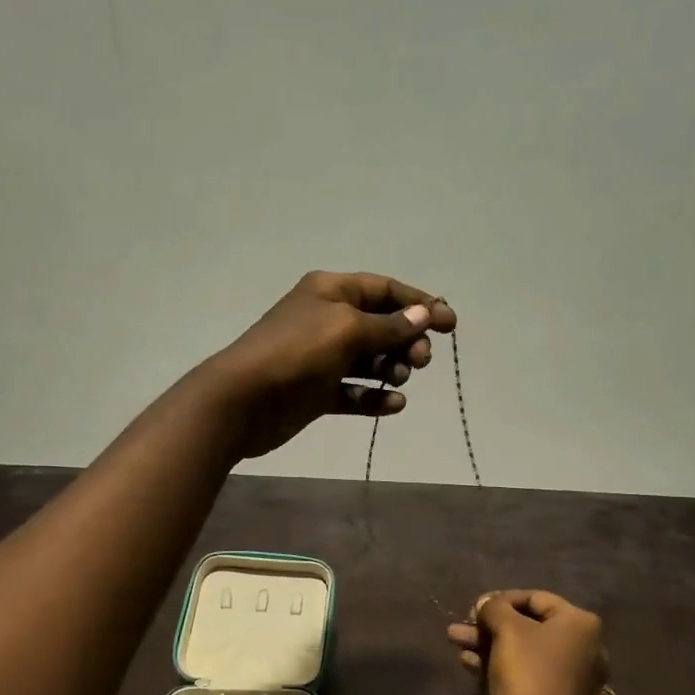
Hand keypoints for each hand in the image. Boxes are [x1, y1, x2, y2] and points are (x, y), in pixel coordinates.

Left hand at [201, 271, 457, 458]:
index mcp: (331, 291)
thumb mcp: (347, 330)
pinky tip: (393, 405)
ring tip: (399, 380)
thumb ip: (388, 326)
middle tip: (421, 361)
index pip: (385, 290)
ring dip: (391, 368)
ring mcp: (321, 357)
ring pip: (369, 360)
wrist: (243, 401)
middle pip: (380, 325)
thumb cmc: (296, 353)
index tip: (450, 324)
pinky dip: (374, 397)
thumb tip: (423, 315)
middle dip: (406, 340)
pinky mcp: (317, 392)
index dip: (420, 304)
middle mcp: (327, 319)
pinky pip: (354, 392)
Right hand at [447, 590, 607, 694]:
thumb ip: (494, 608)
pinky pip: (527, 671)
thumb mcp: (506, 630)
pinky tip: (469, 664)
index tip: (474, 608)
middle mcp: (583, 645)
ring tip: (455, 641)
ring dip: (487, 644)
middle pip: (527, 625)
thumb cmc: (527, 674)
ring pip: (523, 649)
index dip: (500, 599)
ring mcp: (571, 674)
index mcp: (580, 623)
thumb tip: (487, 603)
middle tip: (461, 626)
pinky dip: (500, 664)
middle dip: (489, 625)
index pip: (534, 598)